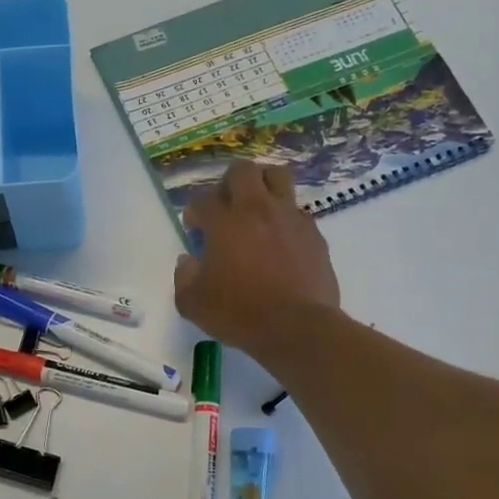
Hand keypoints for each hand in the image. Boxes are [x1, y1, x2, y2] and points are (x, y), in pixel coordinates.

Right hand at [174, 161, 340, 352]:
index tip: (194, 226)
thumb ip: (184, 277)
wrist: (296, 328)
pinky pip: (298, 212)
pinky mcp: (314, 235)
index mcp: (224, 223)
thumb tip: (188, 261)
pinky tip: (280, 240)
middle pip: (243, 170)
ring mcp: (290, 219)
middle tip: (225, 205)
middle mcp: (258, 210)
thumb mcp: (193, 303)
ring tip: (257, 208)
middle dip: (229, 182)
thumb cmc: (238, 314)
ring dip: (263, 185)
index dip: (194, 211)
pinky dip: (285, 218)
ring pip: (278, 177)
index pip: (203, 200)